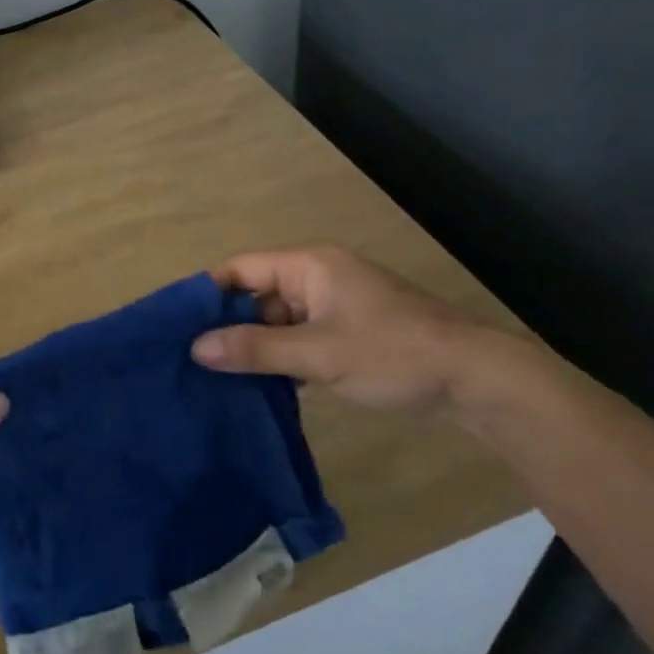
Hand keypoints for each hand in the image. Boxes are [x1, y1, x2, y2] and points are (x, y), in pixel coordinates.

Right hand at [191, 246, 491, 414]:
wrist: (476, 381)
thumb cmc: (393, 353)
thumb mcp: (319, 354)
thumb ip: (257, 349)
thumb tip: (197, 348)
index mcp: (310, 266)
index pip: (241, 270)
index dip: (208, 294)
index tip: (176, 327)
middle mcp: (318, 278)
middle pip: (257, 296)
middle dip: (228, 326)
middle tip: (192, 360)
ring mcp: (334, 307)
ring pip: (278, 322)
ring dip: (255, 347)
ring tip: (216, 378)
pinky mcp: (348, 334)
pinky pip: (300, 340)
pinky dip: (281, 359)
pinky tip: (258, 387)